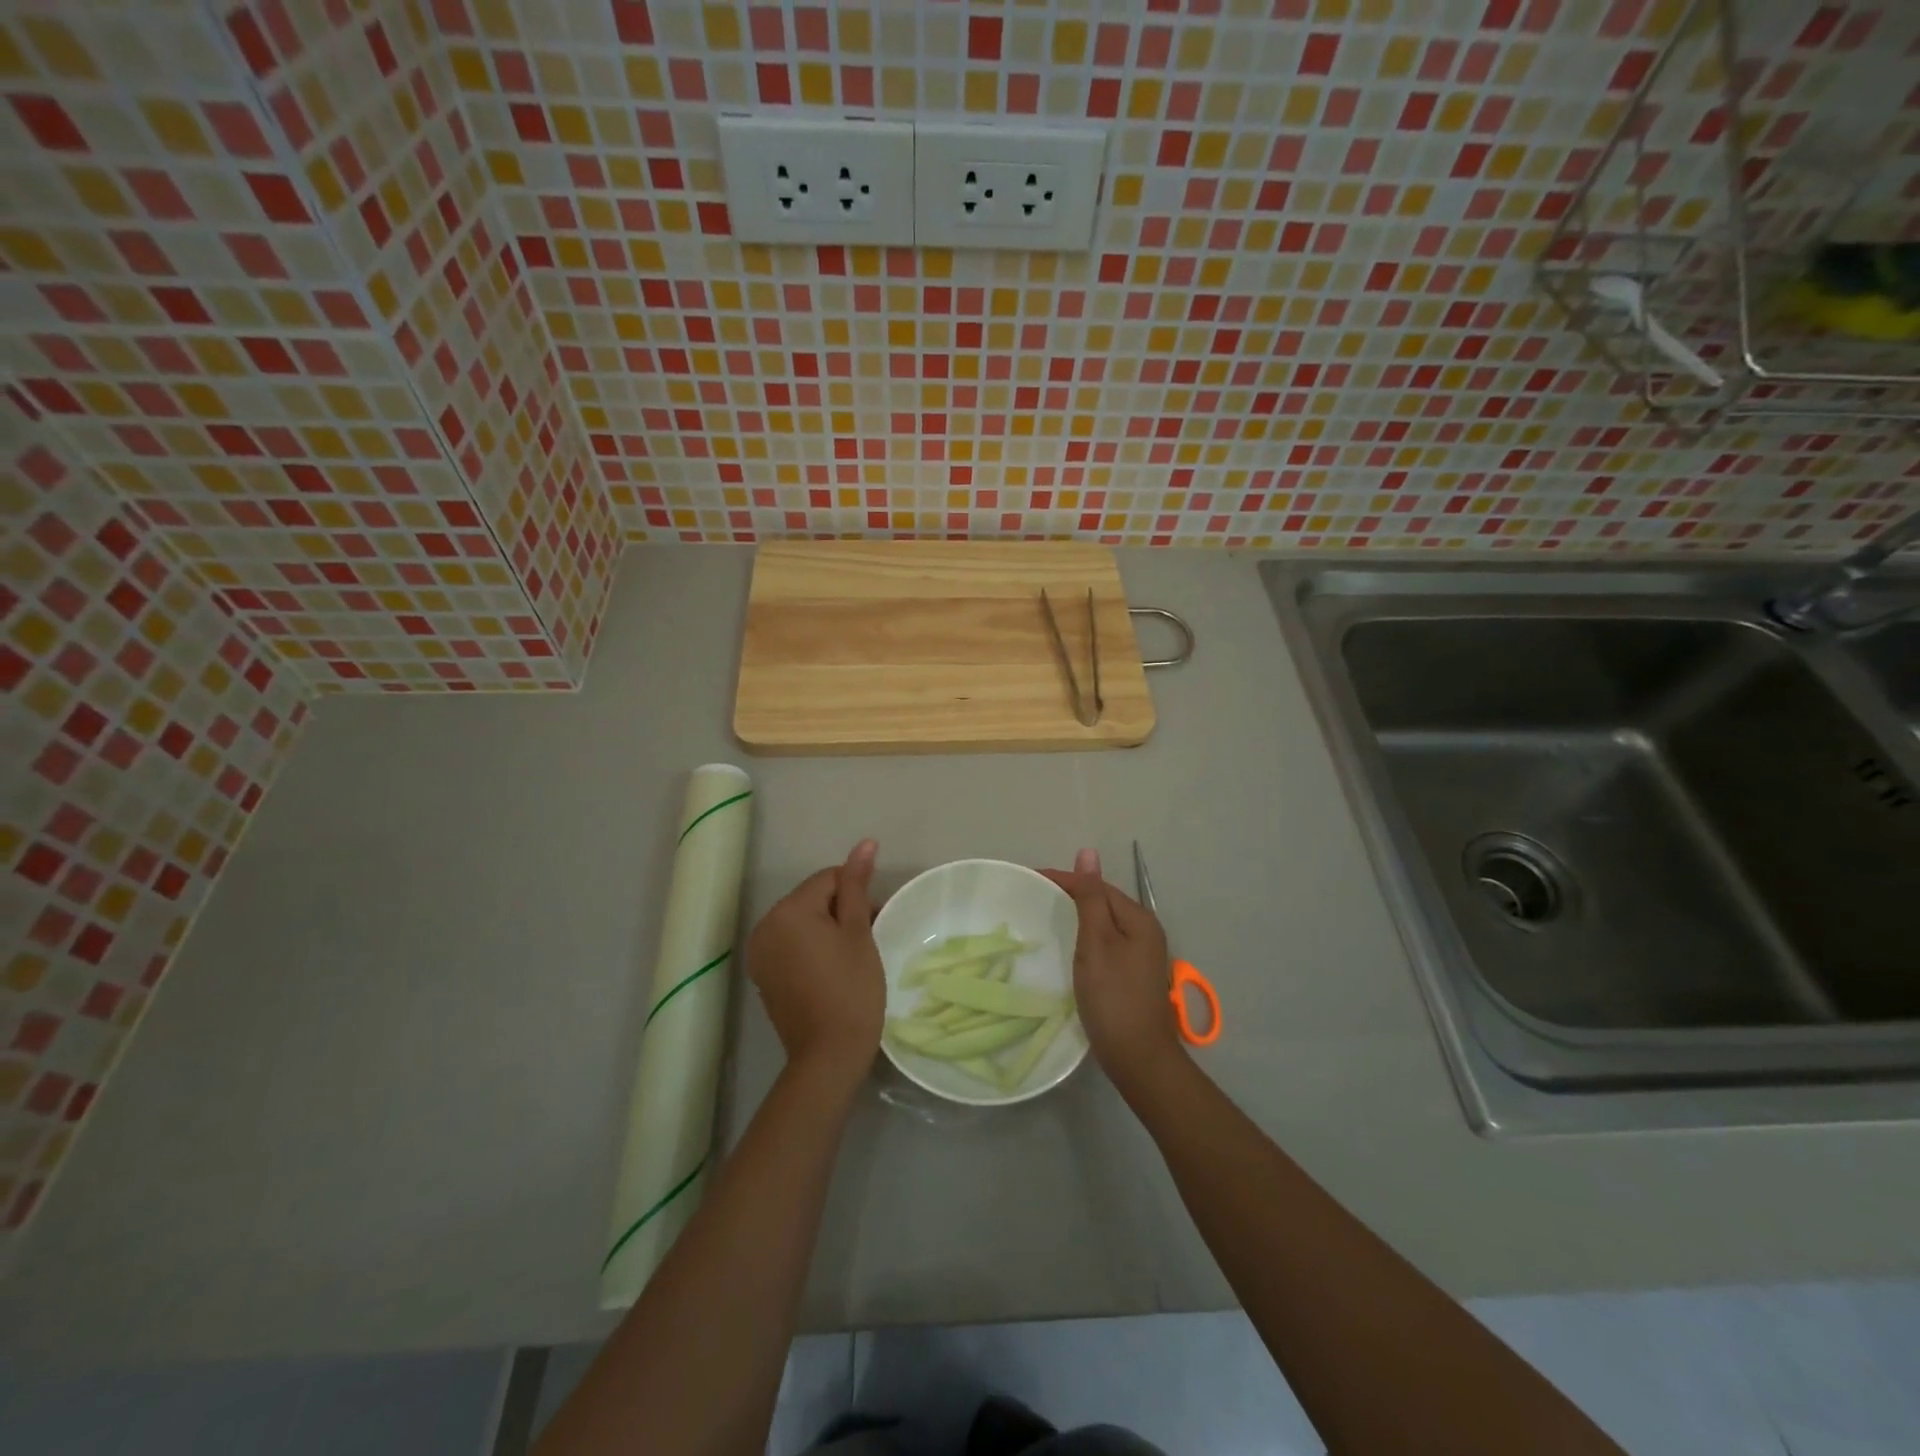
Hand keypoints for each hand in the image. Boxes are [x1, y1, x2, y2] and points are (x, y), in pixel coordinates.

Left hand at [746, 839, 885, 1090]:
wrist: (828, 1055)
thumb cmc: (851, 989)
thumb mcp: (858, 932)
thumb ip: (857, 885)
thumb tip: (865, 843)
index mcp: (788, 910)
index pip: (829, 879)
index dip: (857, 894)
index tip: (876, 920)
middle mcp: (765, 925)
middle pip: (812, 899)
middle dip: (841, 910)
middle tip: (868, 938)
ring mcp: (760, 952)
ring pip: (801, 922)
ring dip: (827, 929)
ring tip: (852, 955)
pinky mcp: (763, 975)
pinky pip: (790, 944)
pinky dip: (810, 948)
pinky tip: (831, 969)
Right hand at [1041, 848, 1185, 1096]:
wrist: (1139, 1059)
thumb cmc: (1114, 997)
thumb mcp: (1097, 942)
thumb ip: (1090, 898)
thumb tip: (1088, 852)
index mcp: (1139, 919)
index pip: (1096, 885)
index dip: (1064, 879)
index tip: (1028, 878)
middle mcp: (1145, 931)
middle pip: (1103, 902)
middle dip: (1070, 894)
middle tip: (1032, 897)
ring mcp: (1141, 955)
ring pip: (1104, 923)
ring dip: (1077, 916)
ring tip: (1045, 917)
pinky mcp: (1132, 975)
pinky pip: (1105, 943)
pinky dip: (1085, 938)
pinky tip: (1069, 947)